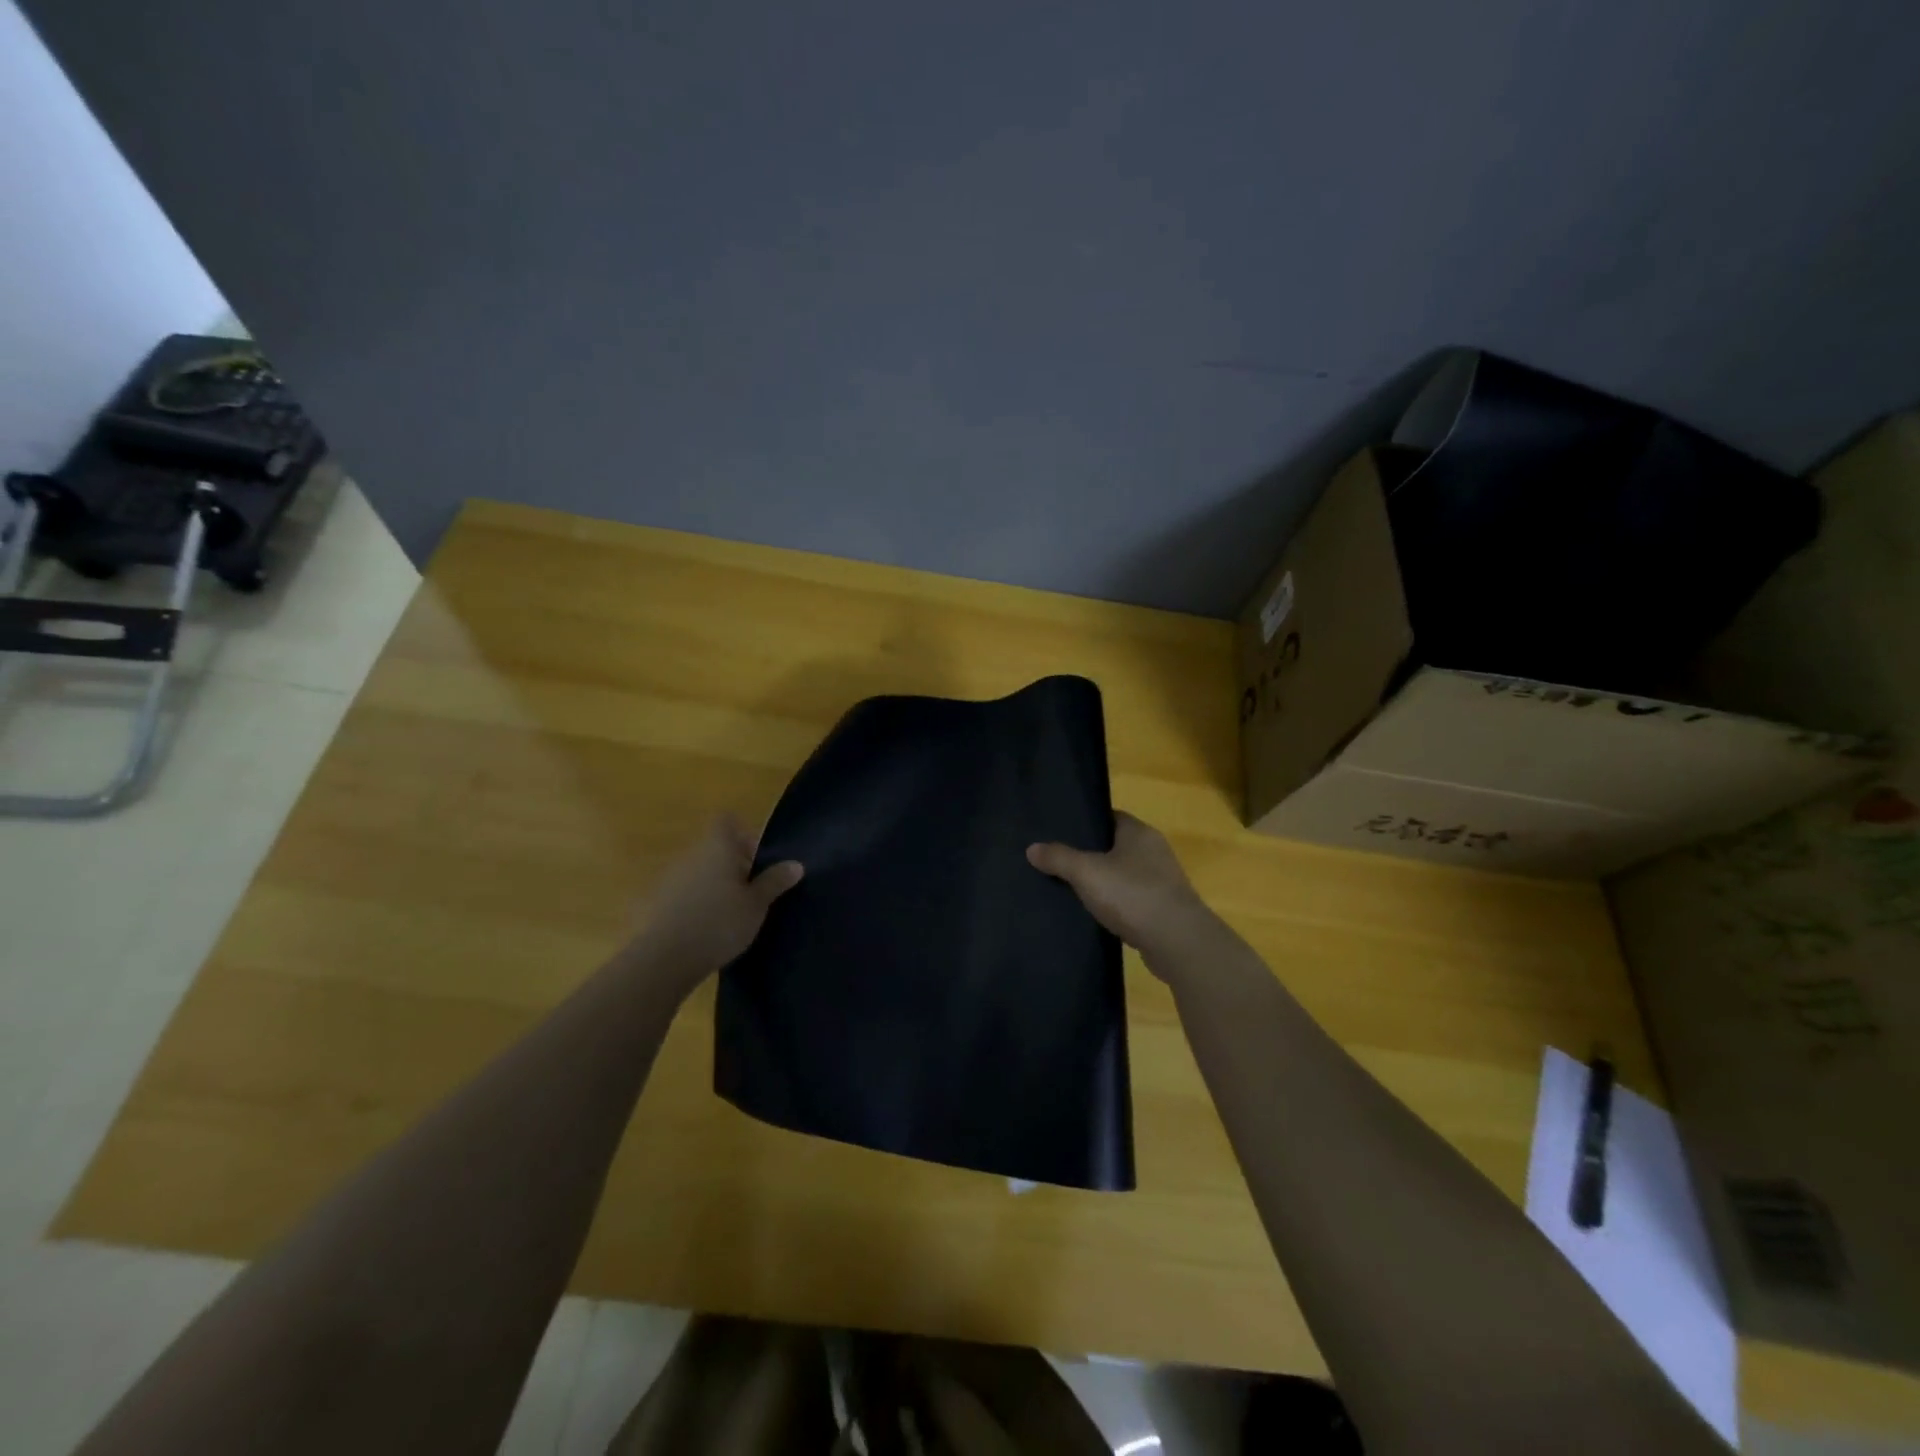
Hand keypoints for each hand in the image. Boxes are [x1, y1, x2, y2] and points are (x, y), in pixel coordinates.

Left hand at [629, 816, 802, 995]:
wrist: (665, 959)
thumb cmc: (720, 923)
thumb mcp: (757, 904)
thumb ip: (775, 881)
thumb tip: (796, 864)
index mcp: (717, 847)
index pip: (727, 821)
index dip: (744, 834)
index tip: (758, 859)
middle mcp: (692, 854)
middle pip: (716, 847)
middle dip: (735, 864)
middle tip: (754, 891)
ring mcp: (671, 877)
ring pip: (701, 869)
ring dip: (717, 883)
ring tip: (733, 912)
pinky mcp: (659, 901)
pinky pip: (686, 891)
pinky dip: (699, 901)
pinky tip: (710, 927)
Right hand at [1027, 812, 1219, 968]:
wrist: (1177, 942)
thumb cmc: (1132, 895)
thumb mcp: (1087, 872)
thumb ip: (1059, 858)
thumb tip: (1032, 848)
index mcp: (1139, 832)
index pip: (1110, 817)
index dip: (1086, 823)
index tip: (1060, 832)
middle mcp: (1155, 851)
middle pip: (1116, 846)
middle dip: (1090, 854)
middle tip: (1058, 861)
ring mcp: (1162, 882)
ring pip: (1124, 875)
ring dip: (1104, 882)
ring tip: (1071, 889)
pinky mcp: (1163, 910)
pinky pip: (1132, 900)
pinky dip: (1116, 905)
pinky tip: (1095, 915)